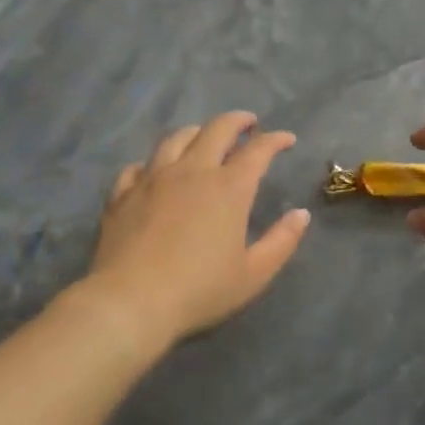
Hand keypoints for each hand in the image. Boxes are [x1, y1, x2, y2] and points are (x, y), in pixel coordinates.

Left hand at [86, 112, 310, 343]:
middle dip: (237, 121)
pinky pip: (138, 165)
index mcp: (229, 188)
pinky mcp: (122, 194)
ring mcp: (153, 179)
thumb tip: (301, 214)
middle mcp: (192, 171)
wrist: (130, 303)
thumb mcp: (254, 274)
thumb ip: (281, 241)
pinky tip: (155, 171)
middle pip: (216, 129)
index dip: (276, 140)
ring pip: (176, 138)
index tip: (287, 139)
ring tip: (204, 137)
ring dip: (197, 132)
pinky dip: (154, 162)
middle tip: (248, 124)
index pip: (258, 150)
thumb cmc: (199, 290)